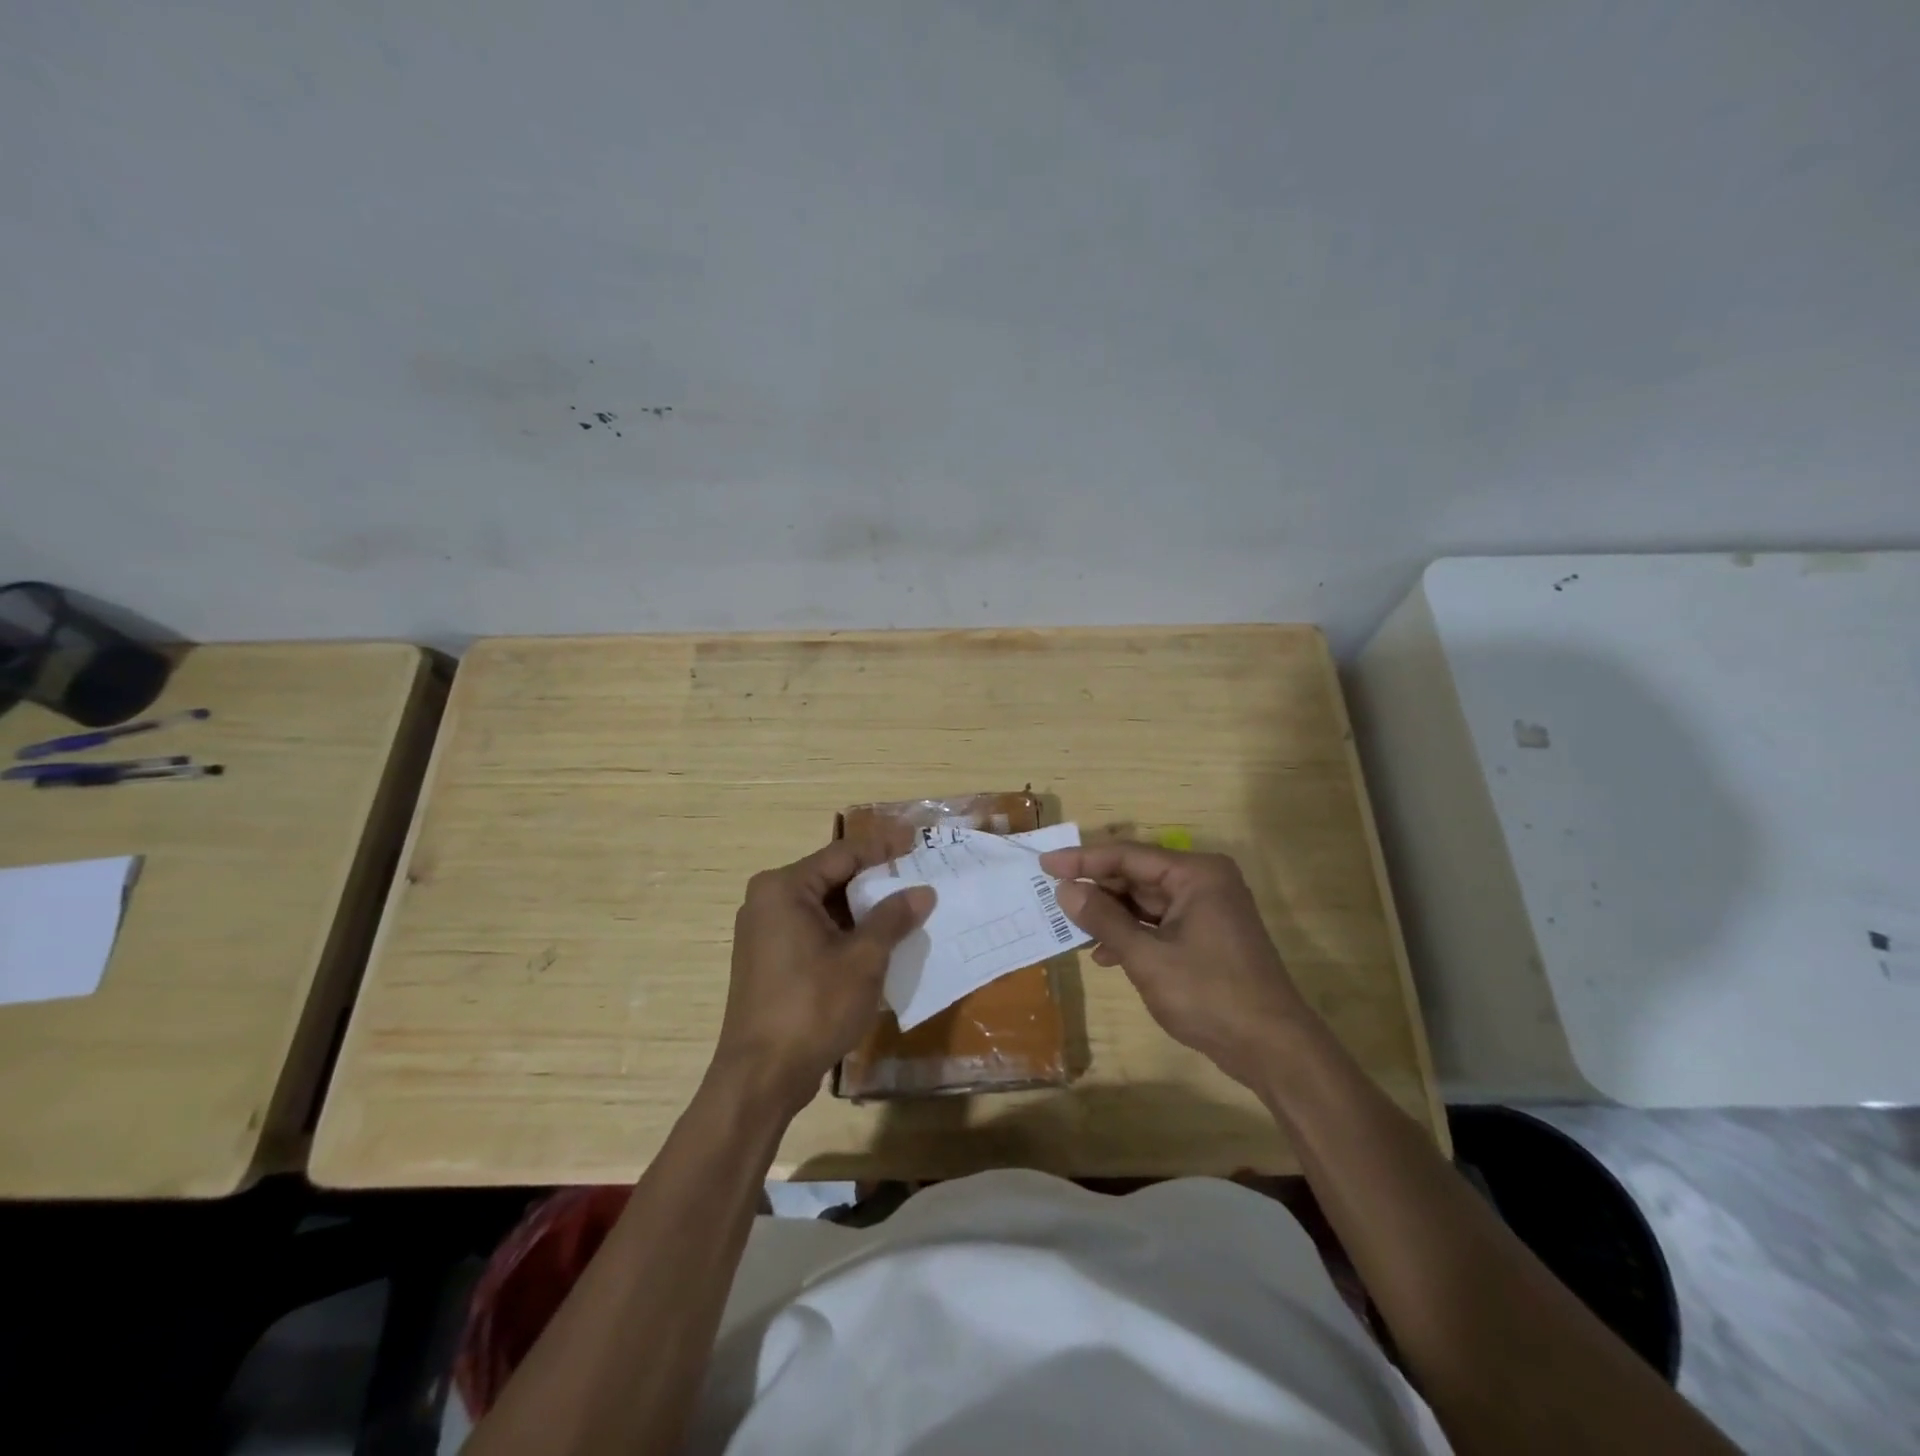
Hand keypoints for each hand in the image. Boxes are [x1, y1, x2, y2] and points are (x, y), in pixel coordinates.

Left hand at [713, 838, 934, 1115]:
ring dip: (863, 908)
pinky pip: (814, 929)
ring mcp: (765, 931)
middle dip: (875, 878)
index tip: (917, 839)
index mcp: (784, 888)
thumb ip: (892, 918)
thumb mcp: (863, 960)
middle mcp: (768, 900)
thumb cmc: (812, 1008)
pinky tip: (878, 940)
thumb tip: (923, 891)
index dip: (884, 846)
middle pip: (832, 877)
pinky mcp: (769, 959)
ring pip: (824, 905)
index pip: (843, 854)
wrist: (760, 1078)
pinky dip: (845, 930)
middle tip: (917, 873)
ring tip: (906, 906)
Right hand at [1041, 842, 1312, 1088]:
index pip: (1128, 856)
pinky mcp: (1207, 936)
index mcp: (1196, 874)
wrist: (1273, 1048)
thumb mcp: (1147, 957)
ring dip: (1110, 916)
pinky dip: (1131, 935)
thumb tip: (1065, 890)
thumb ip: (1104, 920)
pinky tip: (1105, 955)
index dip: (1082, 860)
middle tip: (1052, 898)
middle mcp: (1203, 882)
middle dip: (1096, 890)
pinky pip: (1158, 923)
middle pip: (1136, 876)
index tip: (1044, 864)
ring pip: (1145, 902)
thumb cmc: (1209, 995)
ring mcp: (1207, 910)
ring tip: (1071, 928)